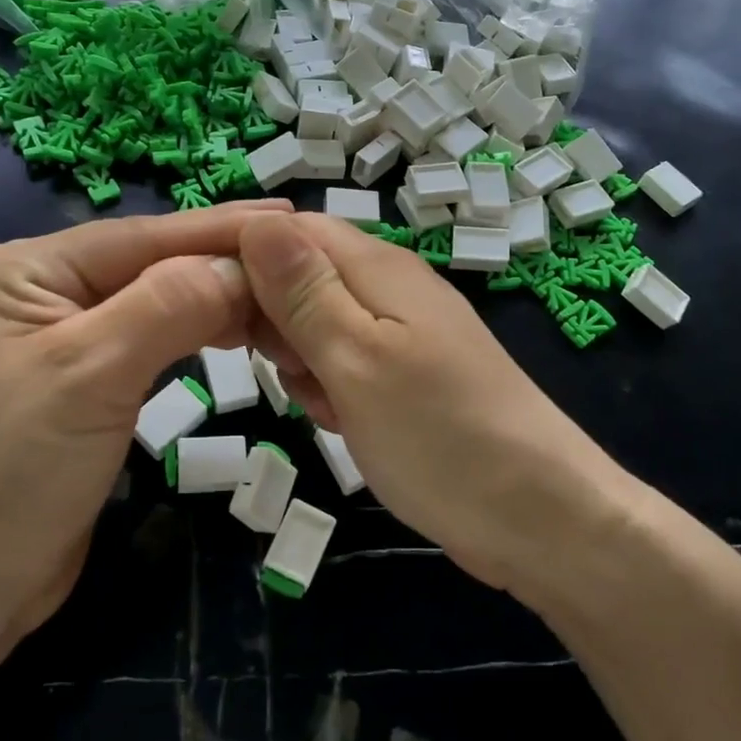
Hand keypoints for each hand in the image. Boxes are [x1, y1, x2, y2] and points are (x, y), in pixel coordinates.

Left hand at [0, 200, 292, 670]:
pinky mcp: (84, 383)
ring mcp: (62, 339)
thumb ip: (167, 306)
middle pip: (150, 265)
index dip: (220, 229)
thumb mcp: (89, 376)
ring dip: (217, 300)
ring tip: (283, 293)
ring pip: (156, 302)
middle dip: (223, 265)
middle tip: (302, 259)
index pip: (141, 237)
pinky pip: (152, 342)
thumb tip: (244, 265)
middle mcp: (42, 292)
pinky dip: (197, 335)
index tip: (291, 219)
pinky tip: (238, 329)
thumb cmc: (9, 476)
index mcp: (24, 270)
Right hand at [238, 211, 622, 600]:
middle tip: (284, 370)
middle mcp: (388, 289)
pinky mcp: (406, 377)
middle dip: (272, 321)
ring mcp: (400, 335)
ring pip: (316, 327)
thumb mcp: (357, 360)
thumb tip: (255, 222)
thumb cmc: (441, 436)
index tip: (200, 303)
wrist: (540, 518)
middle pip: (299, 277)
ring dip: (301, 363)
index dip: (239, 254)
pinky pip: (344, 365)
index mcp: (376, 268)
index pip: (287, 229)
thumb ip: (303, 292)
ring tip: (323, 404)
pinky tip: (344, 423)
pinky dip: (330, 390)